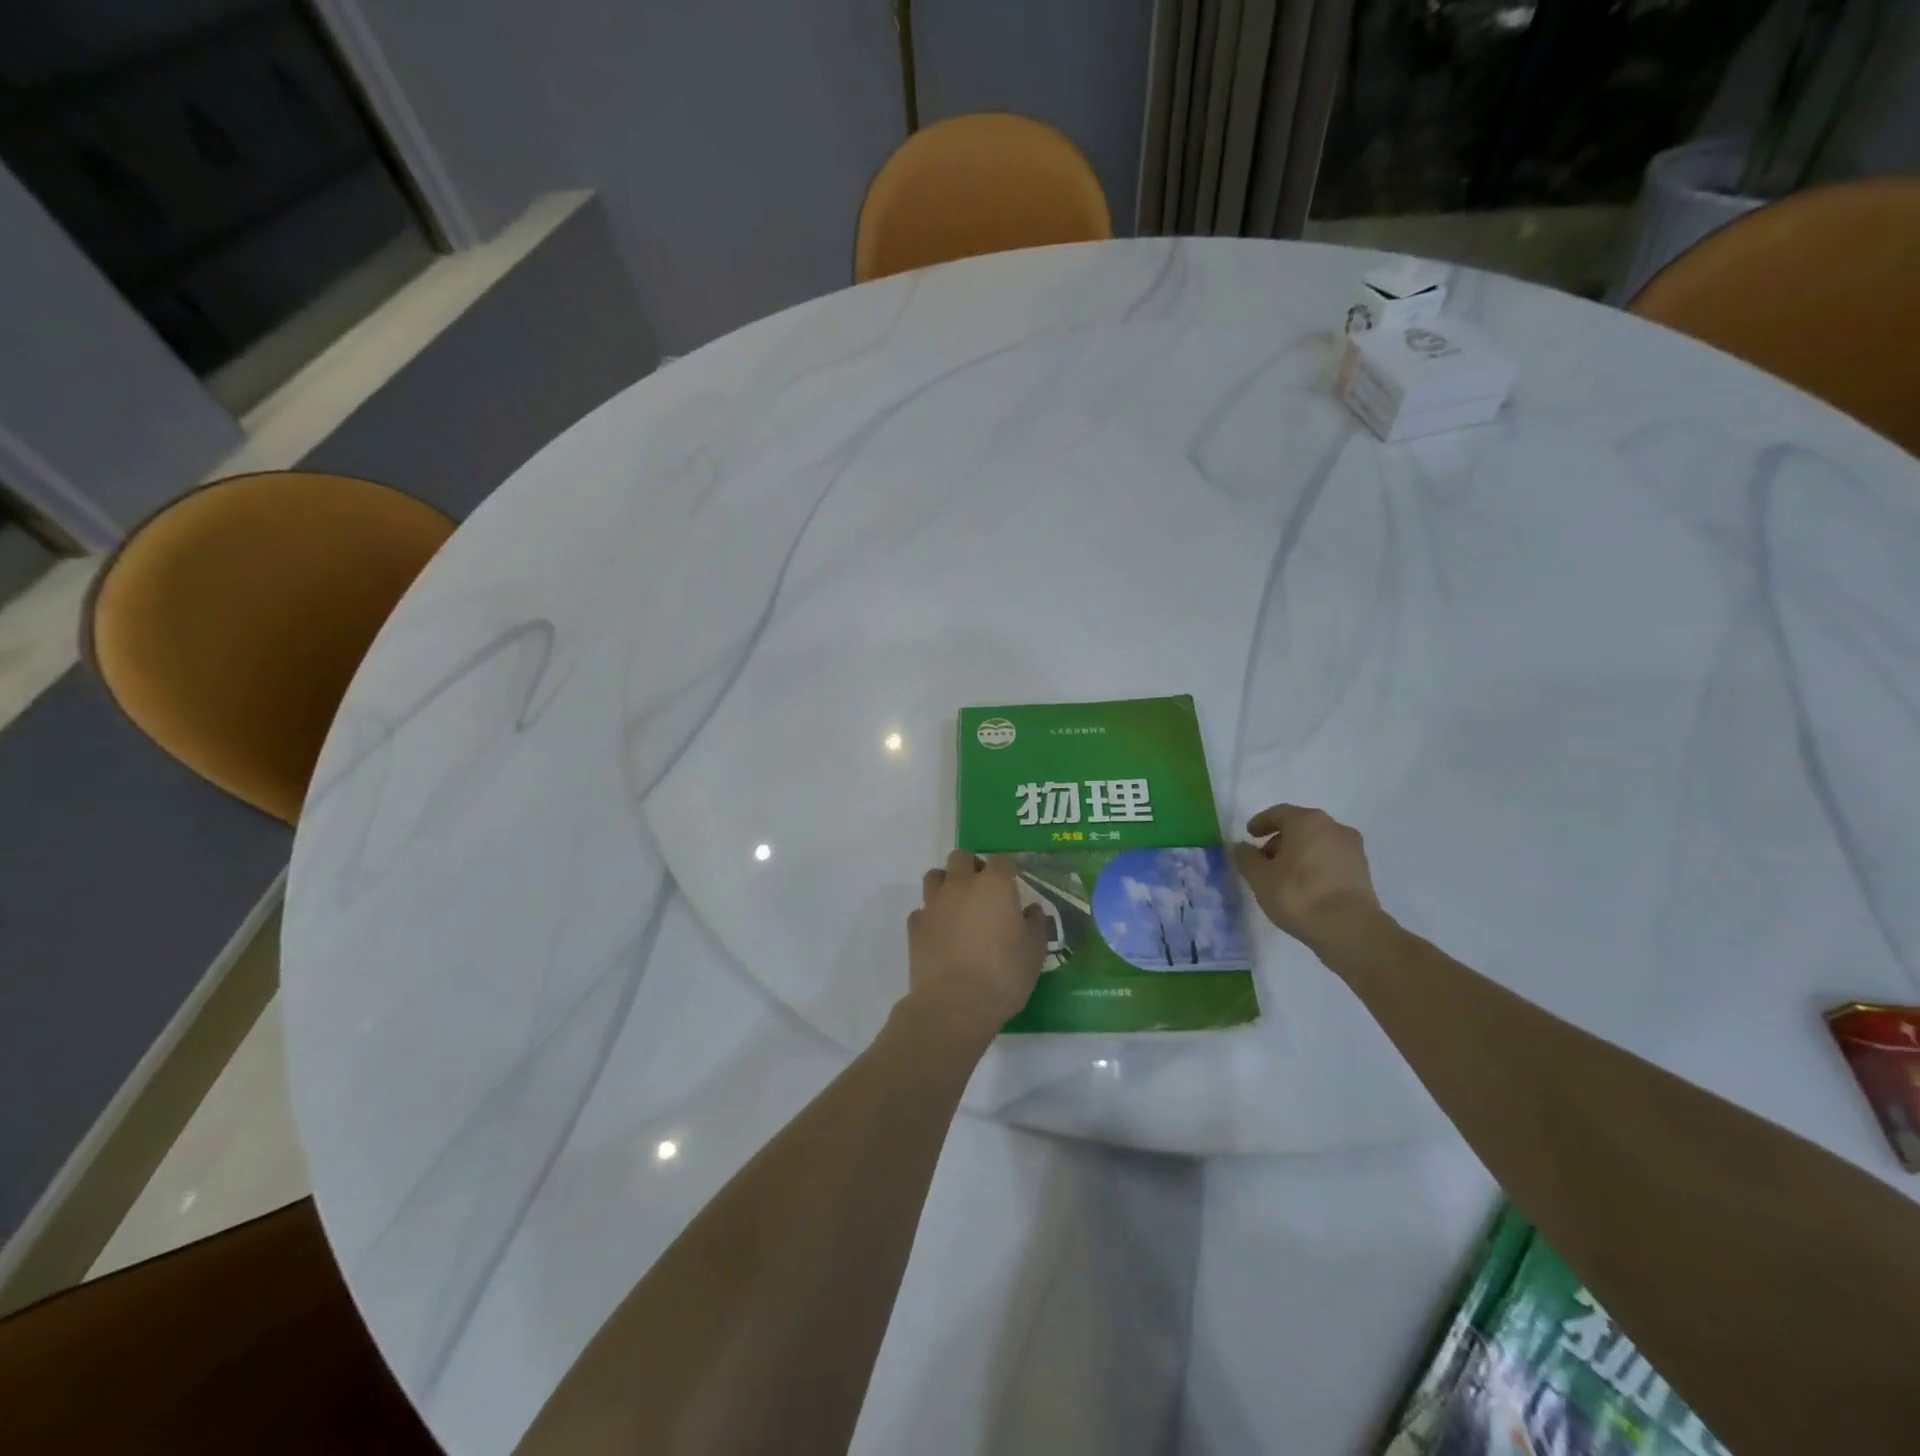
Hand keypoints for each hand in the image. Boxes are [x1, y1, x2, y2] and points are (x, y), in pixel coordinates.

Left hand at [906, 852, 1048, 1044]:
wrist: (954, 1004)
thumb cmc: (1003, 975)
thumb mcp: (1034, 952)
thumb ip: (1035, 925)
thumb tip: (1032, 911)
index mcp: (994, 885)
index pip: (1002, 860)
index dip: (1008, 869)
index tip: (1013, 883)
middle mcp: (961, 885)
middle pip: (961, 857)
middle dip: (972, 867)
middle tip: (983, 890)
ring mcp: (934, 903)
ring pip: (935, 876)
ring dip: (947, 883)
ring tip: (958, 906)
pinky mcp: (915, 925)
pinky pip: (922, 909)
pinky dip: (931, 915)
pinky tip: (940, 933)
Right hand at [1229, 805, 1384, 950]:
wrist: (1350, 929)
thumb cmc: (1299, 895)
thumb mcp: (1260, 877)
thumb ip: (1246, 858)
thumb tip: (1240, 847)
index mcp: (1307, 821)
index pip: (1278, 813)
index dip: (1261, 823)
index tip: (1249, 835)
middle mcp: (1333, 827)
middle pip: (1300, 827)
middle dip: (1280, 840)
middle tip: (1264, 859)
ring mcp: (1352, 849)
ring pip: (1318, 843)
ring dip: (1299, 853)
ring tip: (1284, 877)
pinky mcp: (1363, 871)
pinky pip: (1331, 860)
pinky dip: (1316, 866)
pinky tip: (1305, 887)